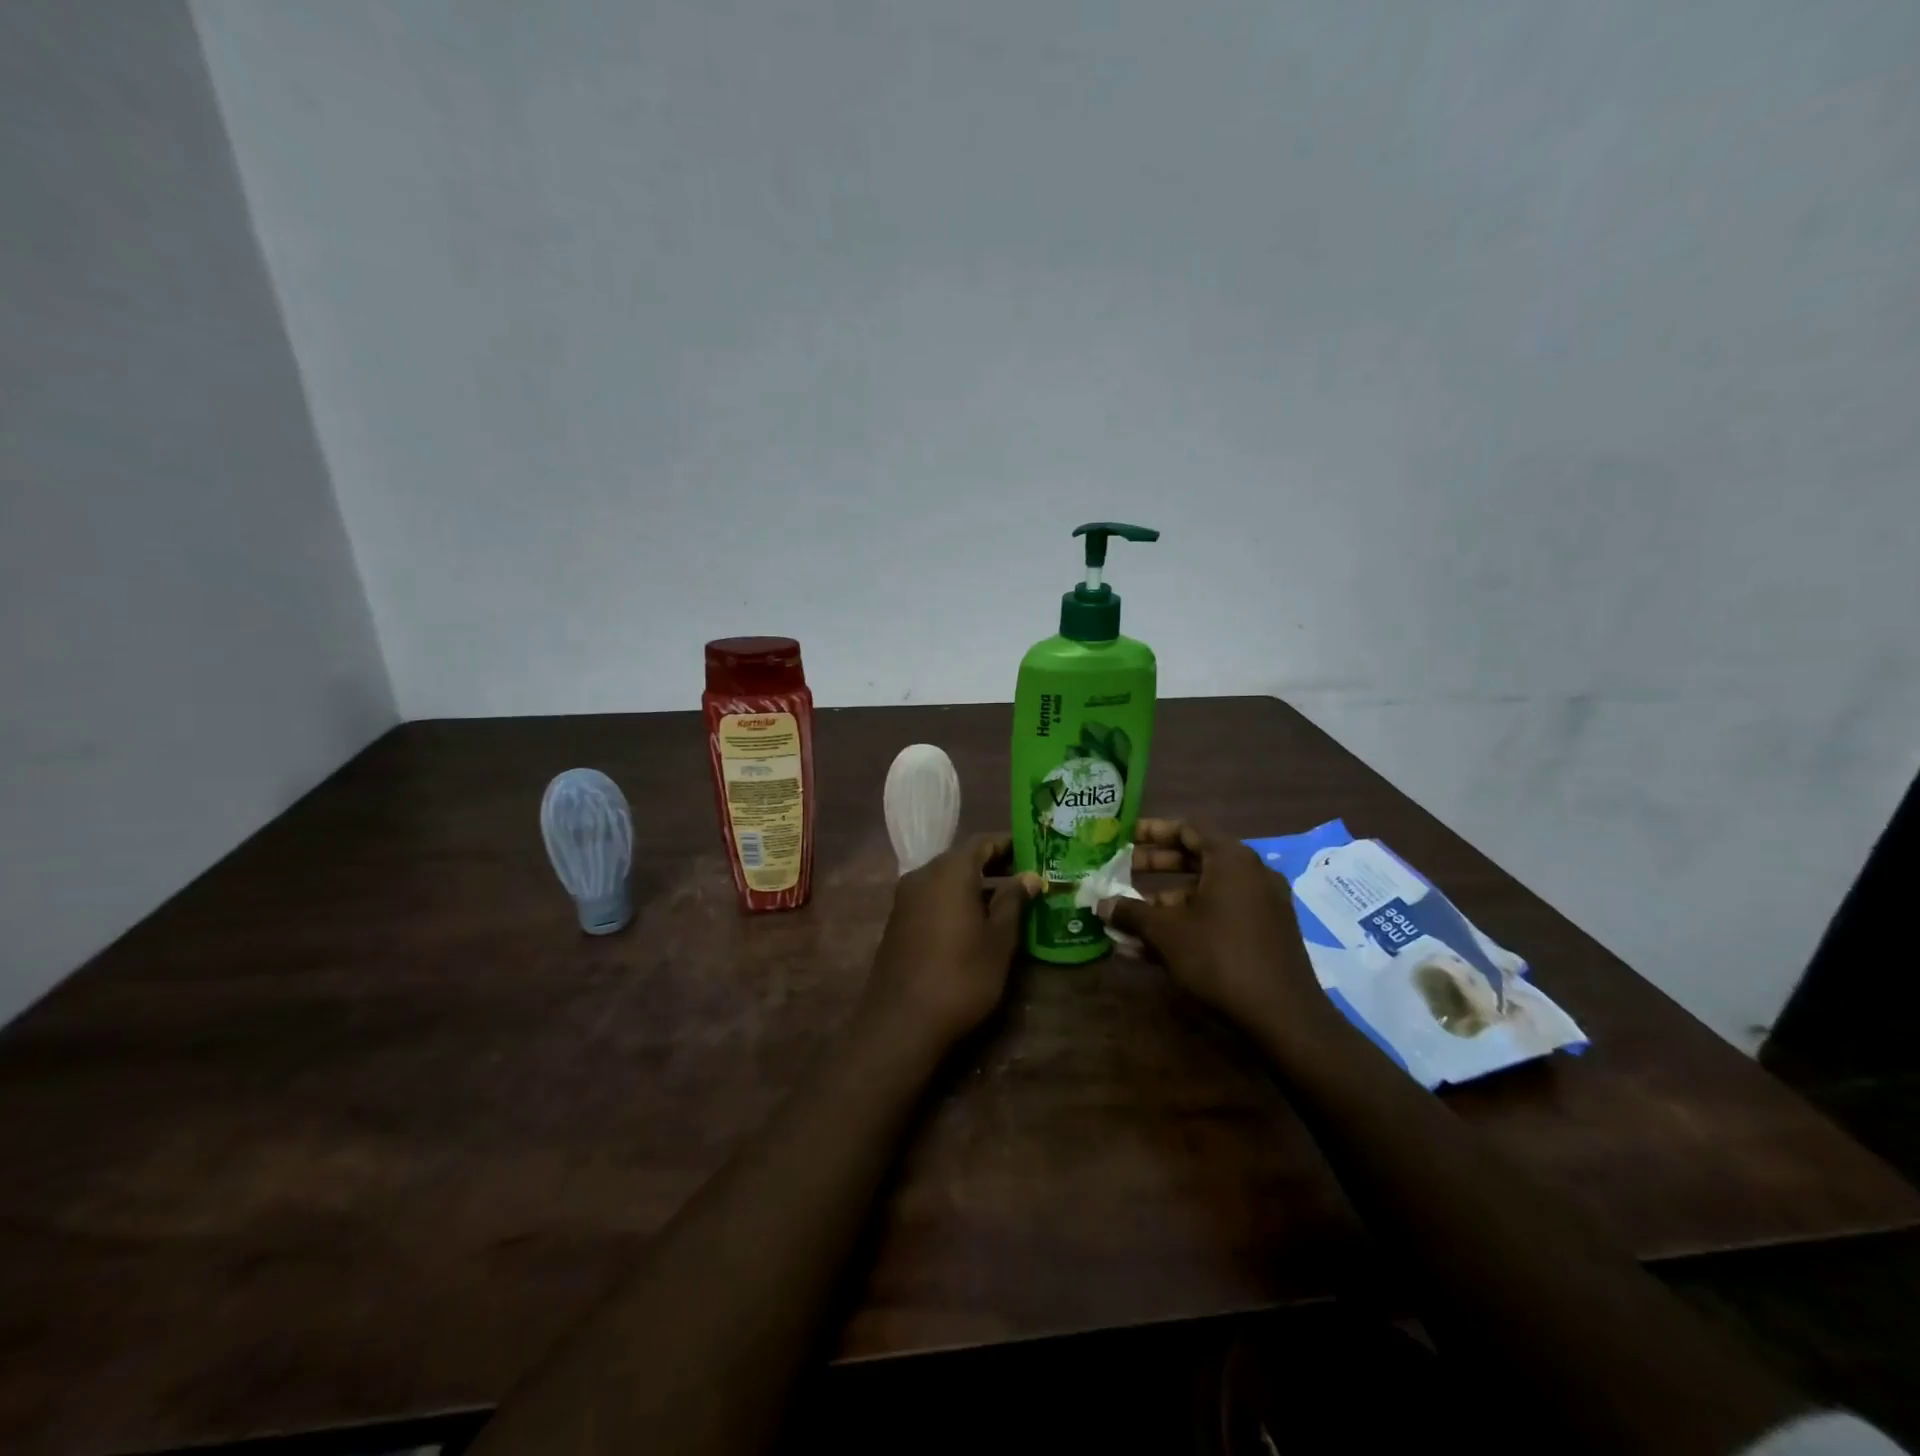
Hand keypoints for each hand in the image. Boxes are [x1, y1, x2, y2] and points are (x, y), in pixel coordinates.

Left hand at [863, 834, 1042, 1051]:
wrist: (901, 1021)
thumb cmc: (960, 976)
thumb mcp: (998, 940)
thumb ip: (1013, 902)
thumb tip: (1029, 876)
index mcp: (950, 871)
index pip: (983, 842)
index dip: (1010, 844)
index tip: (1035, 851)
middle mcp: (923, 874)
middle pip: (963, 858)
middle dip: (995, 865)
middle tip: (1027, 877)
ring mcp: (906, 897)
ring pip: (947, 879)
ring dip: (975, 885)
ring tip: (1009, 901)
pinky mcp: (899, 920)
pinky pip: (933, 897)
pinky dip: (956, 900)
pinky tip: (977, 922)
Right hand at [1105, 819, 1325, 1034]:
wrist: (1283, 1017)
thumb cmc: (1219, 957)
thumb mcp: (1166, 932)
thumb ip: (1131, 912)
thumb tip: (1101, 904)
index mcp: (1231, 860)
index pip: (1188, 829)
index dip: (1153, 831)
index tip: (1125, 837)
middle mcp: (1250, 875)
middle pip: (1195, 860)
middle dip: (1154, 867)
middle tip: (1121, 871)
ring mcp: (1260, 907)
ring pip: (1204, 894)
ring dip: (1164, 903)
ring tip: (1128, 919)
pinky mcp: (1263, 937)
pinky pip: (1217, 918)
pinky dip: (1187, 924)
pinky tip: (1149, 949)